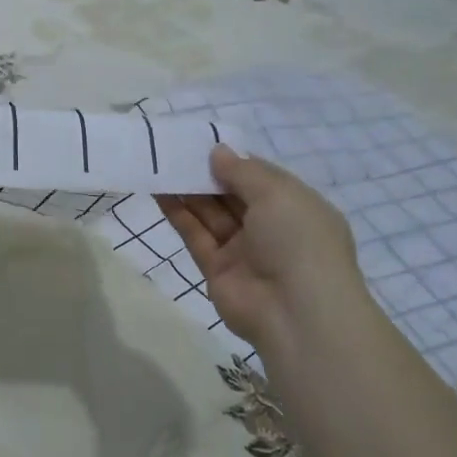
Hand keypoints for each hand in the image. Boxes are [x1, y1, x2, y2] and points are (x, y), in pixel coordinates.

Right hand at [158, 145, 364, 356]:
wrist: (295, 312)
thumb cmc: (297, 240)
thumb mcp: (277, 193)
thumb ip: (242, 171)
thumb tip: (217, 152)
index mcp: (296, 207)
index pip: (262, 178)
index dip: (235, 161)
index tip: (205, 143)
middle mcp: (271, 227)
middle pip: (233, 195)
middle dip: (207, 174)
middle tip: (174, 151)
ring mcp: (243, 250)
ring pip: (211, 214)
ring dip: (188, 191)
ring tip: (160, 165)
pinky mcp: (217, 269)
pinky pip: (196, 235)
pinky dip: (178, 214)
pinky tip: (159, 192)